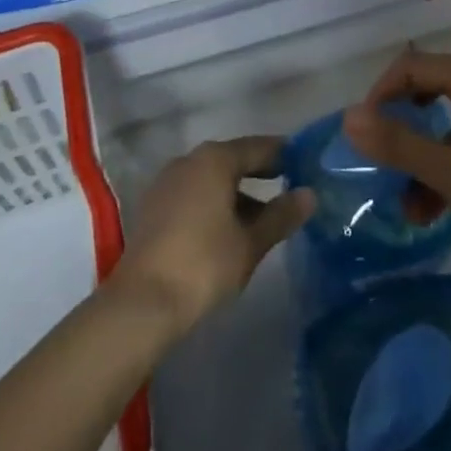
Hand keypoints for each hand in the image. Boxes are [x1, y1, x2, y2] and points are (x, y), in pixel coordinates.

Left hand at [111, 137, 312, 341]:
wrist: (142, 303)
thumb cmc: (204, 264)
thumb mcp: (250, 243)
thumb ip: (281, 215)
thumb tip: (309, 194)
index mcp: (215, 159)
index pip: (257, 147)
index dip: (282, 154)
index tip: (303, 163)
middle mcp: (189, 160)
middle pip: (232, 160)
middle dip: (259, 174)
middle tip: (287, 186)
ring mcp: (167, 182)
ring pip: (211, 178)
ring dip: (236, 192)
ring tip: (261, 217)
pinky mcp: (154, 207)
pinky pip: (193, 193)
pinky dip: (214, 203)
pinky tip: (227, 229)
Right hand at [343, 47, 450, 260]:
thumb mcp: (450, 172)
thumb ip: (398, 145)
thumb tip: (349, 117)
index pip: (415, 65)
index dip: (383, 90)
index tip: (364, 127)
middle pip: (430, 92)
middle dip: (401, 126)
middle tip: (379, 153)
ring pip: (447, 129)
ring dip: (422, 162)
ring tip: (407, 208)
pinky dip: (445, 175)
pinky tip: (433, 214)